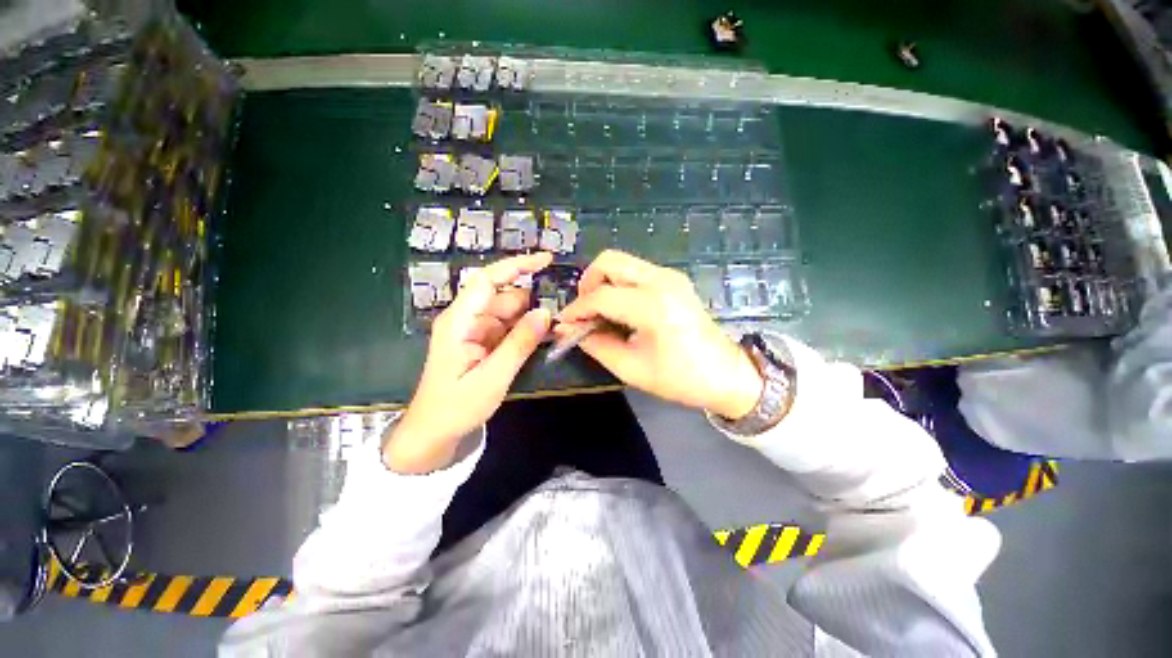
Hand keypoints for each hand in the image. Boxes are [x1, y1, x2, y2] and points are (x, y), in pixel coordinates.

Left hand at [384, 253, 553, 472]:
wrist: (433, 434)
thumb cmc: (456, 407)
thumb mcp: (493, 377)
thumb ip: (520, 343)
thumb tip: (546, 313)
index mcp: (460, 321)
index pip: (488, 280)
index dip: (517, 266)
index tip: (546, 260)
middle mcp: (467, 319)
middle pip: (504, 297)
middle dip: (533, 301)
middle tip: (564, 310)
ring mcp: (476, 331)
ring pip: (510, 313)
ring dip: (532, 318)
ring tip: (558, 326)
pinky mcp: (483, 343)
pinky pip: (508, 329)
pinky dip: (526, 331)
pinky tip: (544, 337)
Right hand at [557, 250, 763, 419]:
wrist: (726, 374)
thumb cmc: (680, 378)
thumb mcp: (630, 368)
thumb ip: (595, 344)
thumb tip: (568, 329)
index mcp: (653, 306)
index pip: (601, 296)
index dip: (576, 309)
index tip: (564, 323)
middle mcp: (662, 281)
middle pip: (609, 260)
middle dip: (588, 283)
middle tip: (584, 312)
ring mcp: (670, 275)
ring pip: (621, 262)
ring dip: (602, 282)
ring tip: (598, 312)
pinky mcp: (673, 279)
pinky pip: (635, 270)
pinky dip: (618, 283)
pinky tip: (618, 308)